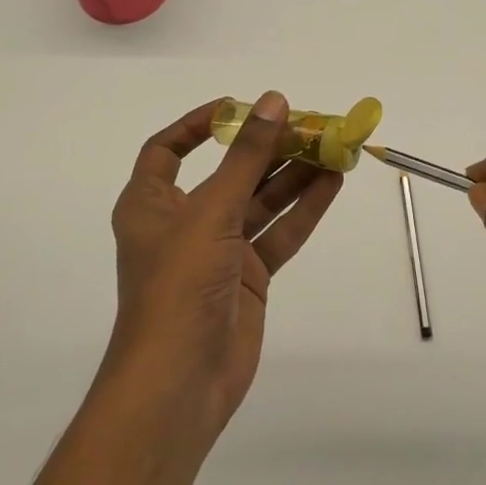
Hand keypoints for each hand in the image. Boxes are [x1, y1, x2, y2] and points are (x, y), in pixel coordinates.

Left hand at [103, 92, 341, 440]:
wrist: (180, 383)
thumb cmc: (179, 285)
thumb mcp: (212, 211)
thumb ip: (247, 156)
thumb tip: (274, 101)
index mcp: (152, 203)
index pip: (167, 150)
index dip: (199, 125)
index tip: (239, 106)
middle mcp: (184, 222)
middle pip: (229, 172)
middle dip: (268, 148)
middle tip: (310, 125)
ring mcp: (219, 251)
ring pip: (260, 201)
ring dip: (294, 175)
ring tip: (333, 148)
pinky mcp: (248, 277)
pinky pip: (278, 233)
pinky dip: (303, 209)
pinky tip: (332, 184)